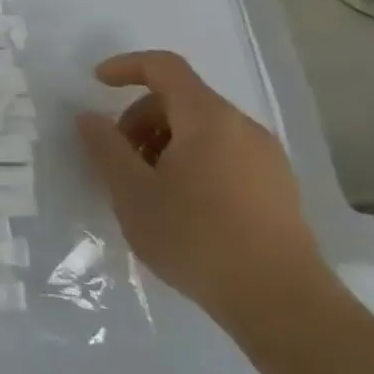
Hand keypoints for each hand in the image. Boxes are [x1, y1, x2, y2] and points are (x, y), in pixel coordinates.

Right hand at [76, 50, 325, 324]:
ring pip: (201, 130)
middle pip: (180, 100)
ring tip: (145, 186)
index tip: (96, 84)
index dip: (126, 67)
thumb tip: (90, 118)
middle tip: (117, 156)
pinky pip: (223, 155)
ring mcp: (267, 161)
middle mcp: (244, 129)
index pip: (165, 68)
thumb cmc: (198, 238)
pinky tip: (178, 204)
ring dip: (163, 143)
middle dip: (139, 118)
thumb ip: (105, 147)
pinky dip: (190, 162)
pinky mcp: (278, 190)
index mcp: (209, 119)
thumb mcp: (131, 191)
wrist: (284, 306)